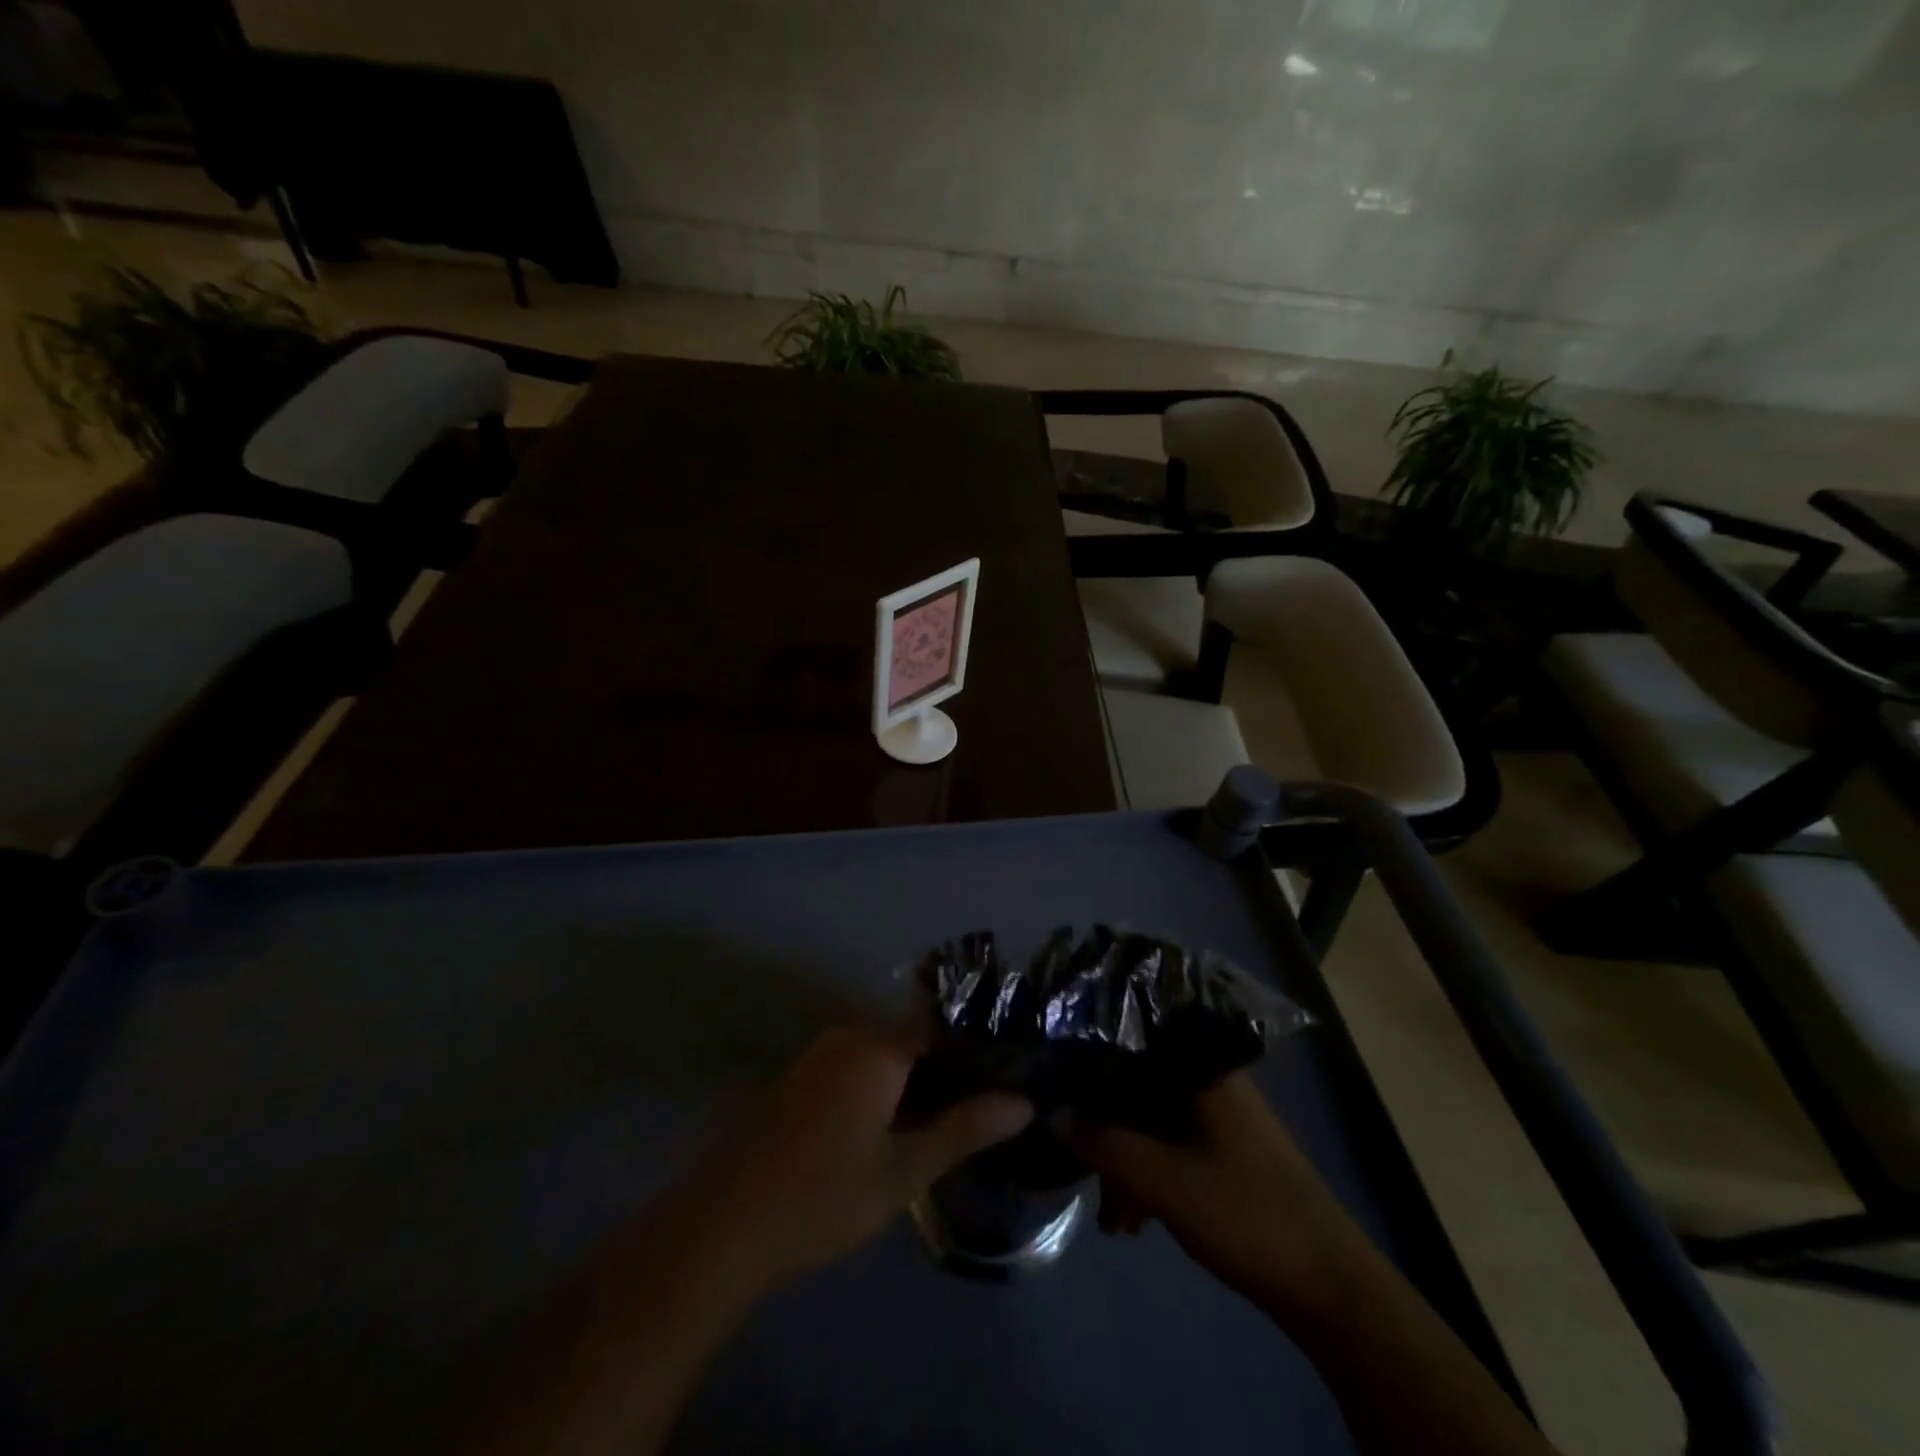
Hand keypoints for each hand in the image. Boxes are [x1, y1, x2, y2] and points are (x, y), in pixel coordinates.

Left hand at [676, 1024, 1033, 1292]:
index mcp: (878, 1046)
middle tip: (985, 1104)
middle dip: (950, 1065)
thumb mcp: (903, 1170)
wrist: (724, 1224)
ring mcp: (821, 1054)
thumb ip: (964, 1129)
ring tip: (952, 1117)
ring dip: (917, 1078)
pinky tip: (899, 1124)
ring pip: (887, 1051)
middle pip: (915, 1035)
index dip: (978, 1046)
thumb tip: (1022, 1102)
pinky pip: (859, 1064)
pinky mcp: (803, 1077)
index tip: (1008, 1072)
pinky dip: (886, 1085)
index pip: (943, 1024)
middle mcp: (849, 1035)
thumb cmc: (823, 1195)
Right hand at [1074, 1073, 1361, 1317]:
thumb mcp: (1163, 1182)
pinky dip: (1148, 1175)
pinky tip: (1133, 1221)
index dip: (1088, 1064)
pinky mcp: (1223, 1150)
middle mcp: (1207, 1080)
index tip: (1054, 1088)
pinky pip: (1169, 1146)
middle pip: (1136, 1087)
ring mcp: (1218, 1116)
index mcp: (1200, 1068)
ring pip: (1150, 1121)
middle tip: (1079, 1171)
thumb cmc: (1246, 1215)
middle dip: (1103, 1131)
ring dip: (1124, 1163)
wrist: (1330, 1285)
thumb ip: (1104, 1144)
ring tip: (1111, 1219)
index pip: (1129, 1043)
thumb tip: (1052, 1115)